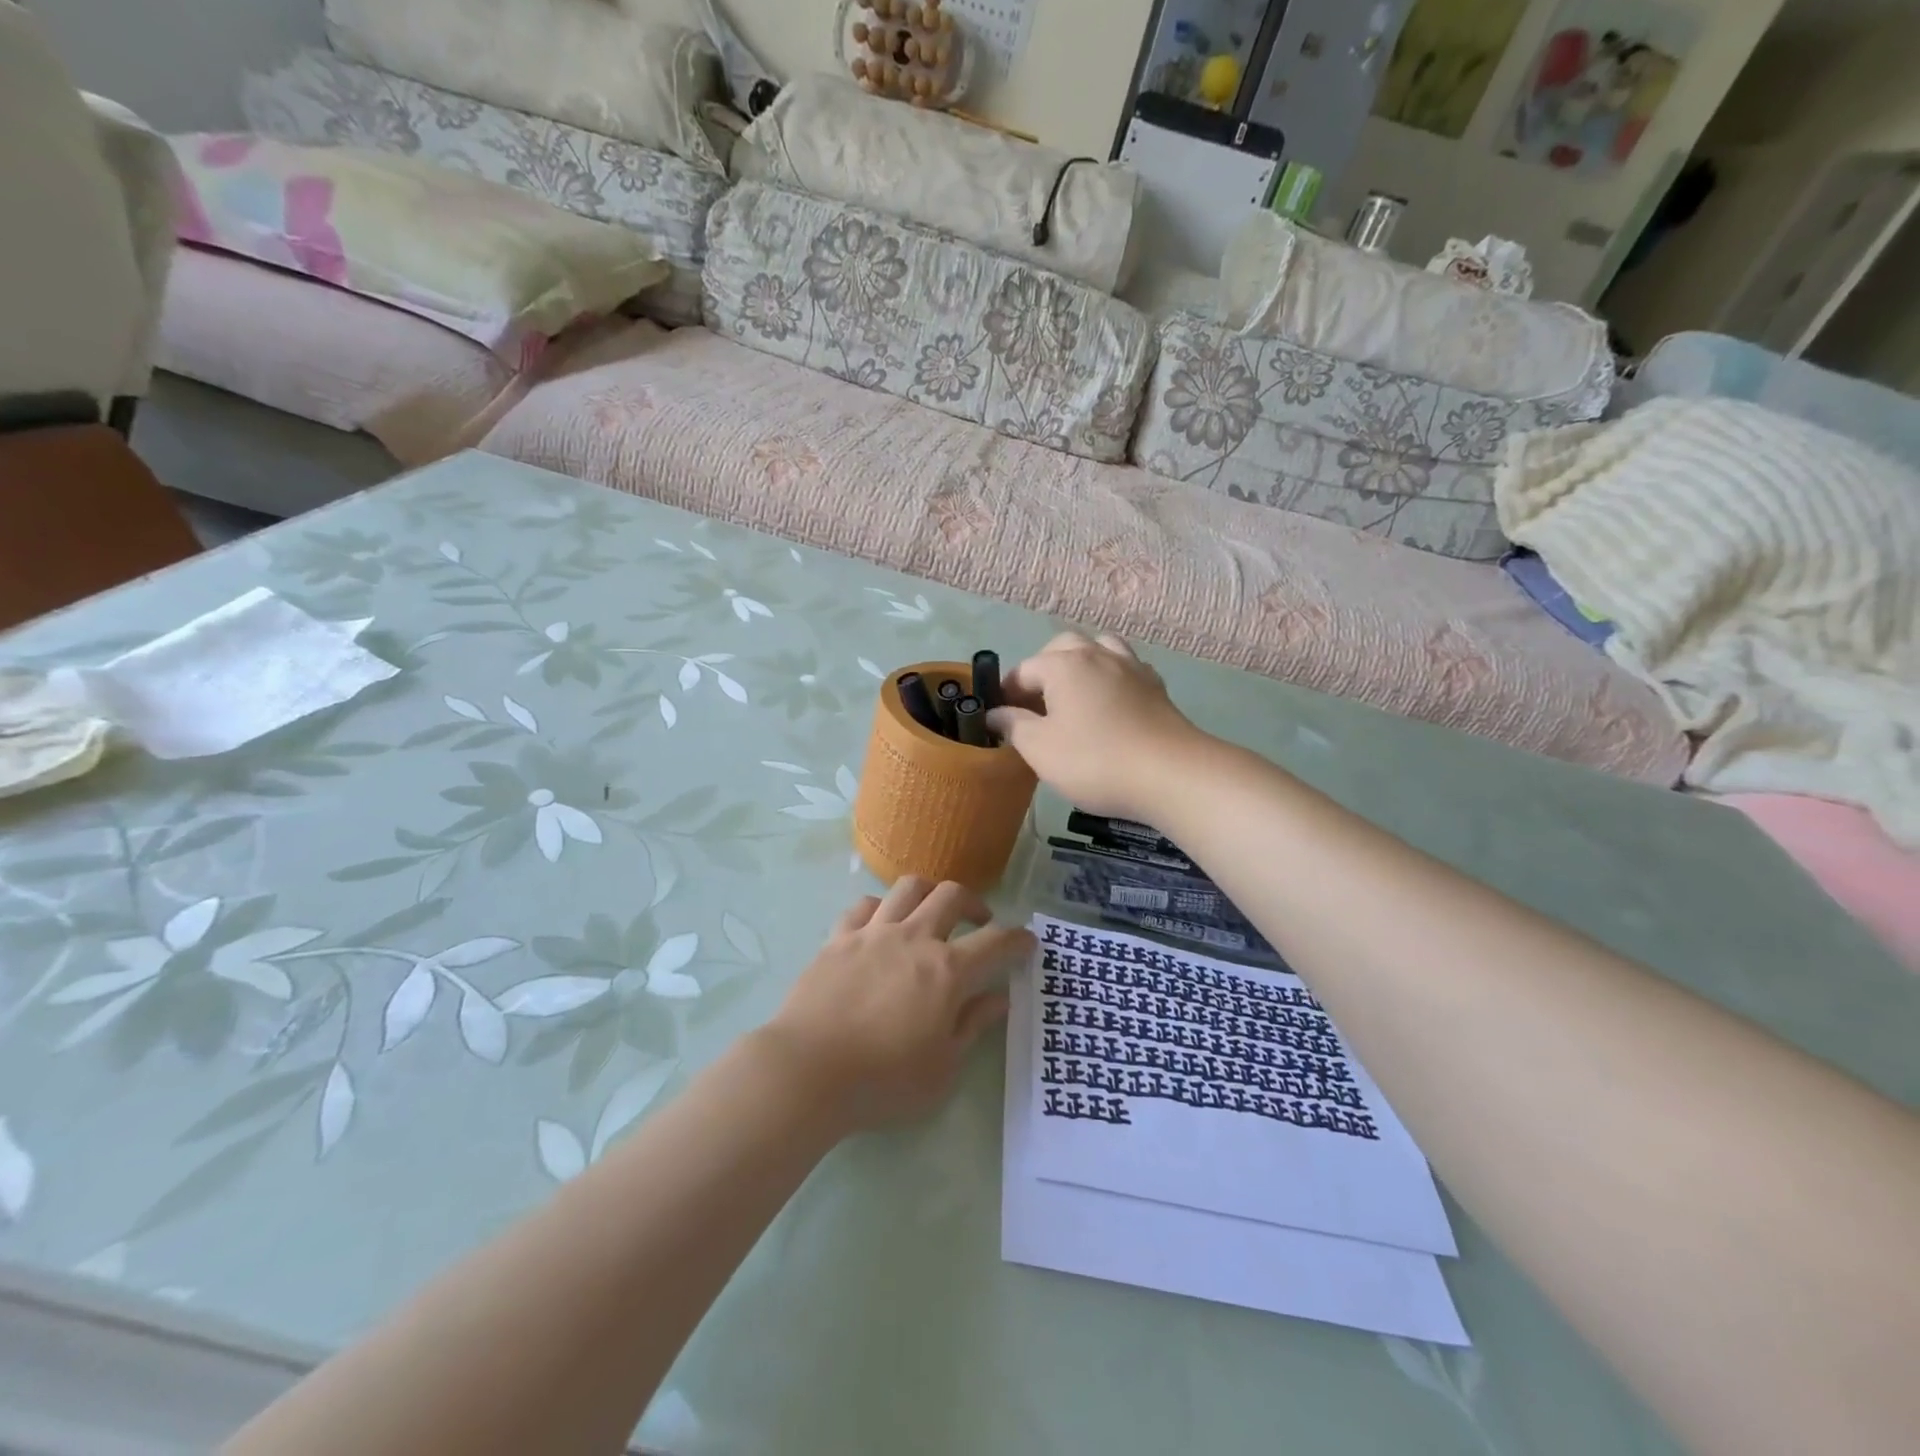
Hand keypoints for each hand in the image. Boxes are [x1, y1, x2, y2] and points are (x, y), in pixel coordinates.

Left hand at [762, 878, 1033, 1131]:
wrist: (808, 1072)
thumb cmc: (883, 1081)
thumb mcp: (943, 1069)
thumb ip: (972, 1026)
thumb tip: (999, 998)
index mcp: (947, 971)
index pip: (996, 941)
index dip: (1017, 939)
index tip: (1027, 942)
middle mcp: (914, 938)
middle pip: (952, 896)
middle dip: (974, 903)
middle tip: (979, 922)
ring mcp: (873, 933)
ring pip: (908, 887)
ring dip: (929, 893)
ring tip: (931, 912)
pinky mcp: (838, 938)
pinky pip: (864, 905)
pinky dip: (881, 907)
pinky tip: (881, 924)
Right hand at [986, 632, 1203, 821]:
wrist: (1171, 774)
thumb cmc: (1095, 761)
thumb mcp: (1040, 749)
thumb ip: (1013, 726)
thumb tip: (994, 713)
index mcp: (1064, 664)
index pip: (1023, 670)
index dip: (1006, 693)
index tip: (1000, 720)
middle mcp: (1097, 654)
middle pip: (1062, 647)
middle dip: (1043, 669)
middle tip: (1035, 704)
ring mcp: (1131, 667)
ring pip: (1099, 648)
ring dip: (1080, 663)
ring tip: (1073, 694)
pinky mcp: (1155, 686)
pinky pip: (1125, 667)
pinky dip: (1110, 676)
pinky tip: (1109, 701)